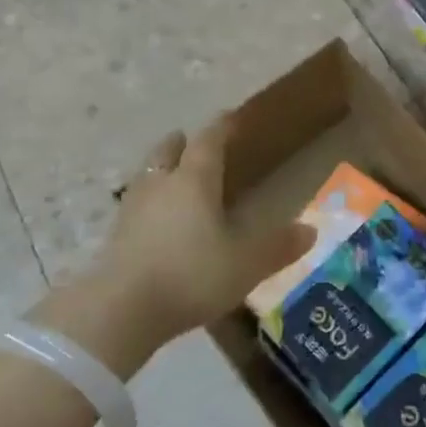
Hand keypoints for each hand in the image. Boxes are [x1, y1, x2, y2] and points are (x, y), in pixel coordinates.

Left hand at [33, 117, 311, 373]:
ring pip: (147, 176)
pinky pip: (135, 205)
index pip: (209, 142)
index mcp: (194, 181)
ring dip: (159, 170)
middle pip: (168, 152)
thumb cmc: (191, 275)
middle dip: (181, 144)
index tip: (229, 116)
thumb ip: (278, 247)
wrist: (120, 310)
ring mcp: (132, 209)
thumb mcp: (245, 264)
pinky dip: (147, 202)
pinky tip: (153, 218)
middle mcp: (161, 185)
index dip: (221, 127)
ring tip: (170, 175)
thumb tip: (311, 230)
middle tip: (189, 140)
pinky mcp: (114, 237)